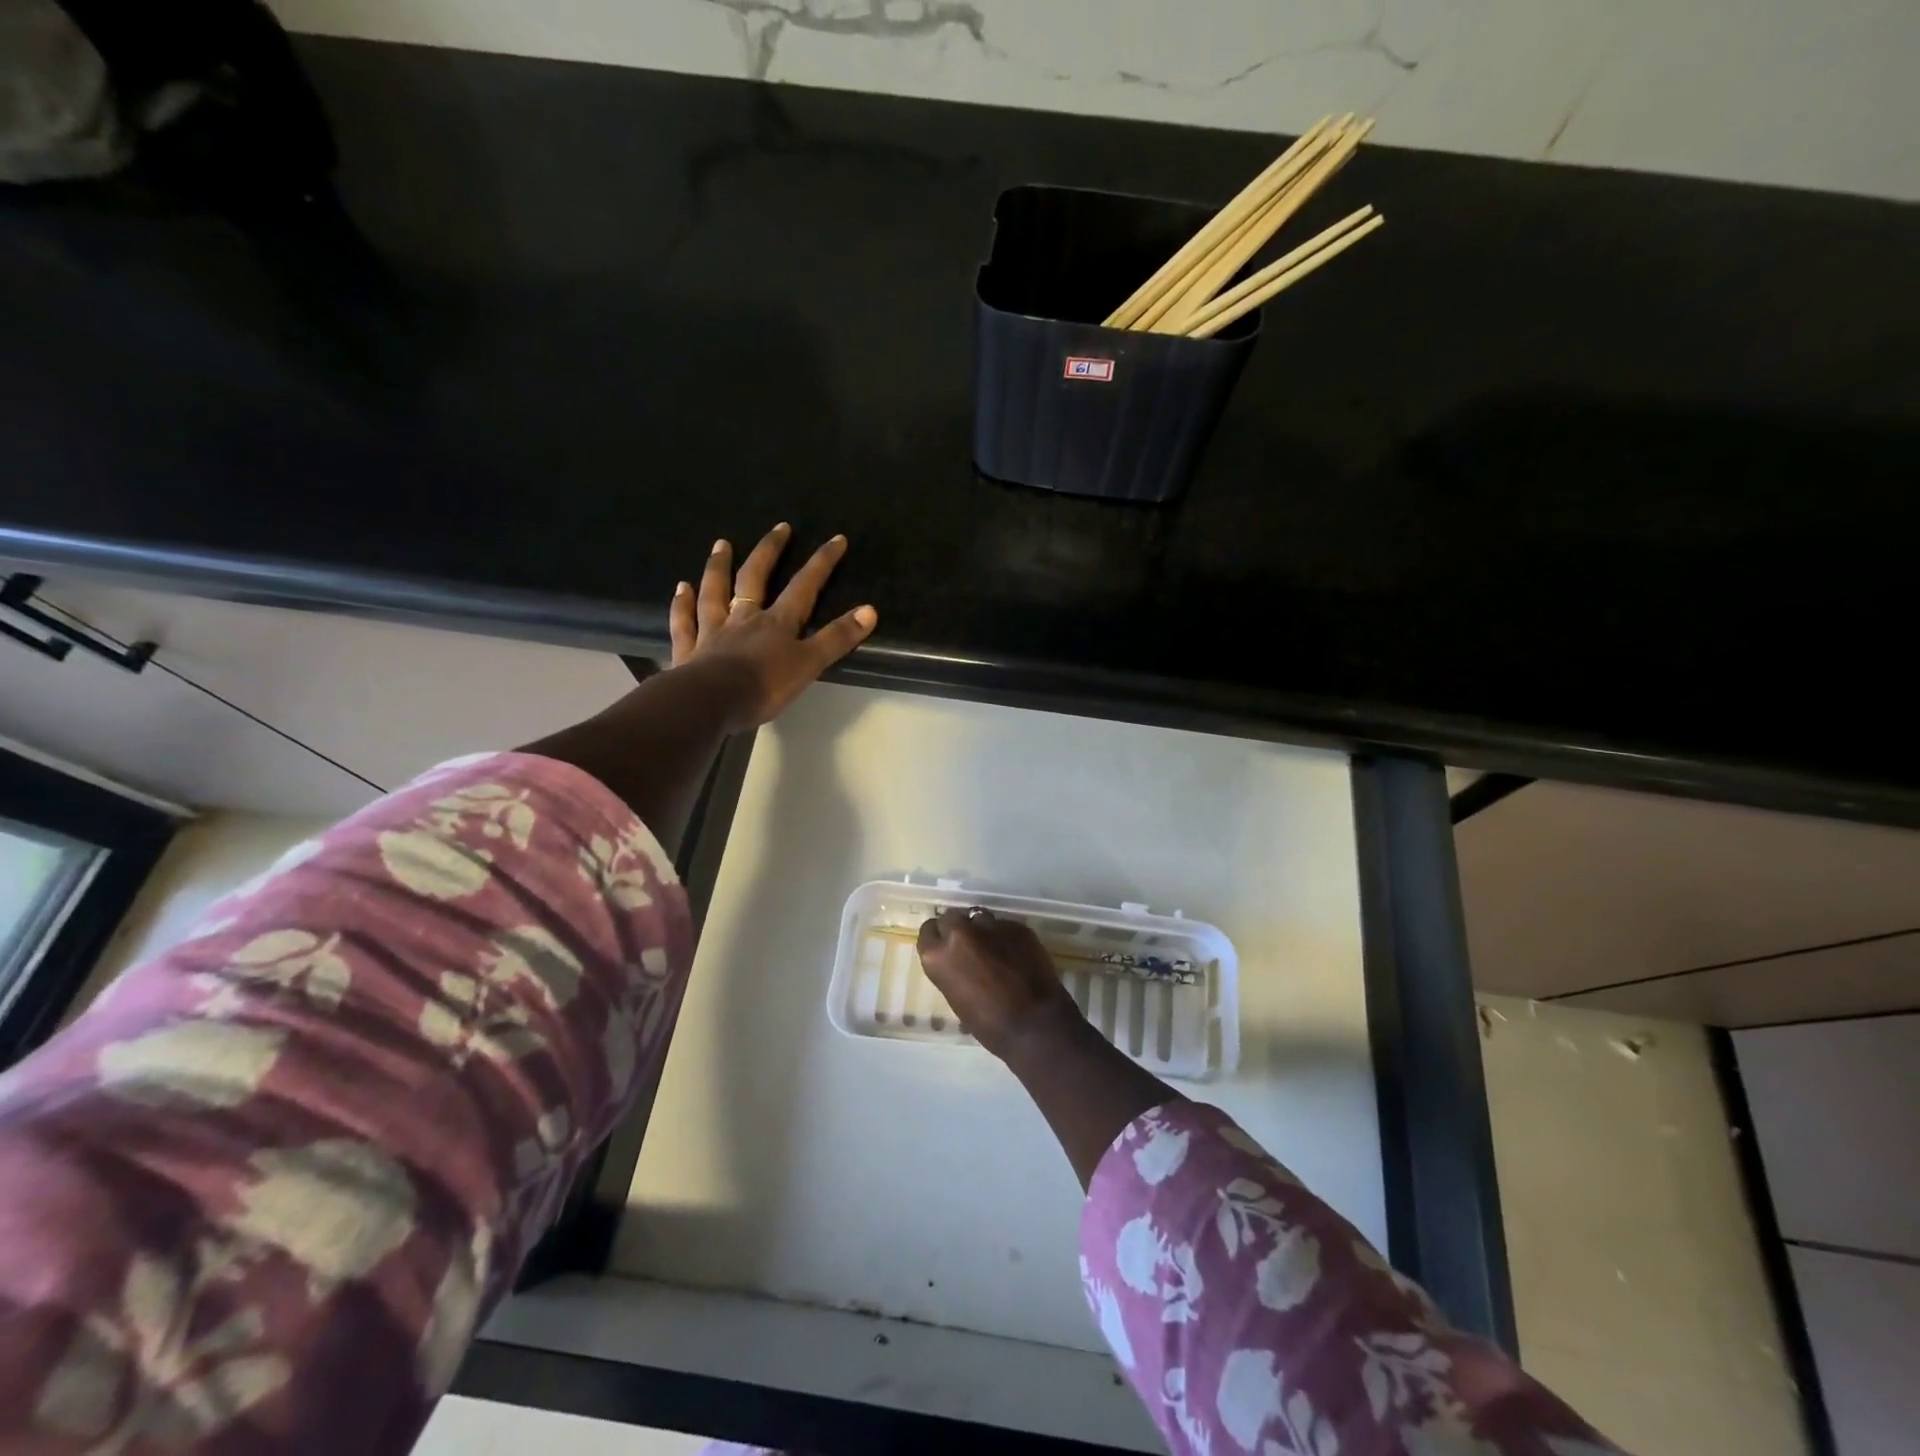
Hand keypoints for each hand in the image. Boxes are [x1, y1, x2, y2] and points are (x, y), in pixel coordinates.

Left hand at [669, 523, 877, 730]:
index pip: (804, 586)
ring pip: (715, 592)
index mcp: (776, 622)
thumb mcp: (809, 663)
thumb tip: (870, 610)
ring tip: (721, 544)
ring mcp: (712, 631)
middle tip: (779, 528)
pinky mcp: (688, 650)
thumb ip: (837, 638)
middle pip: (755, 577)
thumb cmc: (764, 685)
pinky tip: (681, 588)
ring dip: (719, 567)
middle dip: (770, 551)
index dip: (822, 563)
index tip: (836, 539)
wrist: (711, 702)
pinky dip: (682, 604)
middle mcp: (744, 619)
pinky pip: (685, 621)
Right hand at [917, 908, 1086, 1061]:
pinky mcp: (1017, 926)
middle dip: (958, 929)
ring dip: (982, 930)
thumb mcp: (956, 998)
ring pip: (979, 917)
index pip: (928, 931)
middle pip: (952, 918)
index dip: (938, 939)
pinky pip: (1005, 926)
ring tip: (994, 948)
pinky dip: (1006, 937)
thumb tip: (960, 963)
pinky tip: (1016, 954)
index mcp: (938, 955)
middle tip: (969, 947)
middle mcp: (960, 933)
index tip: (945, 947)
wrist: (1034, 1022)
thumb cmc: (989, 1024)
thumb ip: (952, 970)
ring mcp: (990, 925)